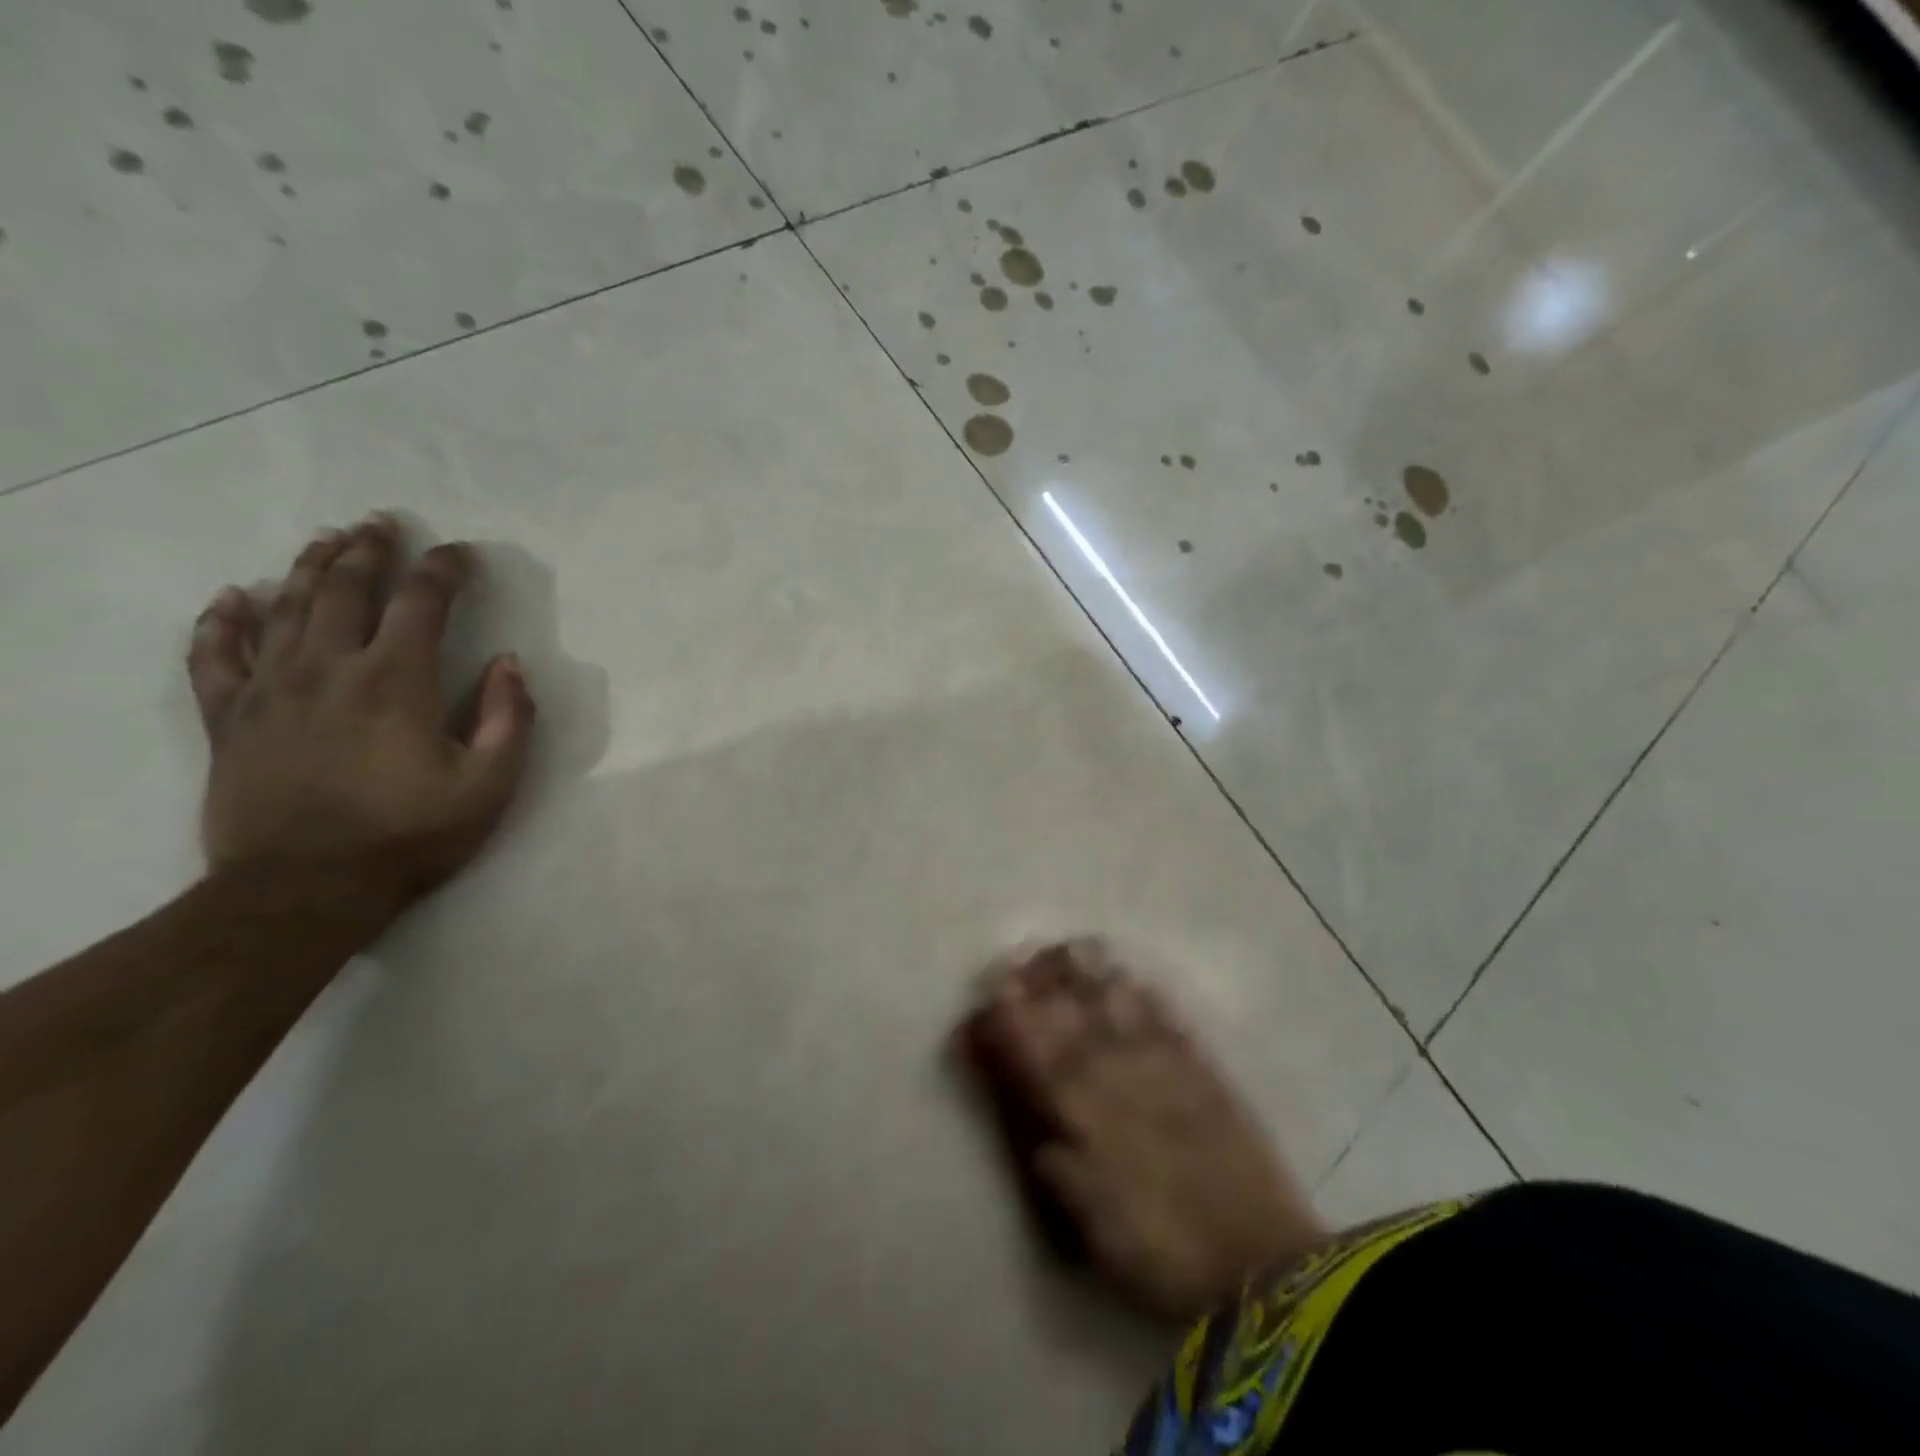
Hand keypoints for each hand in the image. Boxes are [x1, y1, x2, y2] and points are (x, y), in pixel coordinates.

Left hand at [186, 515, 535, 918]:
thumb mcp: (490, 784)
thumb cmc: (410, 835)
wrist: (305, 889)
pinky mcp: (231, 719)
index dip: (445, 569)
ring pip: (286, 608)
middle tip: (384, 522)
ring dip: (311, 567)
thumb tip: (510, 663)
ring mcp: (270, 690)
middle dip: (370, 549)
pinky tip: (234, 597)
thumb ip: (508, 718)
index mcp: (396, 681)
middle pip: (346, 589)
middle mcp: (329, 668)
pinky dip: (222, 620)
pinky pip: (216, 655)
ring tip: (329, 539)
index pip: (422, 602)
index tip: (462, 552)